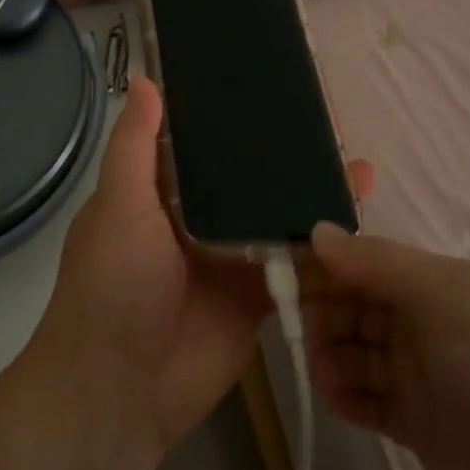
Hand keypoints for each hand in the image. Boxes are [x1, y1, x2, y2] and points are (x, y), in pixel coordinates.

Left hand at [32, 77, 373, 464]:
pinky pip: (294, 263)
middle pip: (248, 175)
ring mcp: (231, 256)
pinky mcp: (258, 296)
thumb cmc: (112, 284)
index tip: (271, 82)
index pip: (203, 140)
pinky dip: (322, 244)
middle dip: (284, 150)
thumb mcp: (118, 205)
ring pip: (277, 214)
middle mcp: (198, 217)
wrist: (120, 390)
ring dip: (310, 191)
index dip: (234, 113)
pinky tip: (356, 219)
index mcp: (160, 190)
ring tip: (355, 158)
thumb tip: (144, 78)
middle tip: (330, 117)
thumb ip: (135, 146)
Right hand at [304, 226, 469, 469]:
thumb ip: (379, 264)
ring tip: (326, 375)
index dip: (329, 263)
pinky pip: (367, 397)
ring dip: (332, 356)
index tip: (282, 269)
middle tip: (302, 330)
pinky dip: (347, 395)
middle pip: (359, 304)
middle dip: (325, 311)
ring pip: (358, 350)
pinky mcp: (418, 423)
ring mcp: (425, 375)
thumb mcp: (447, 300)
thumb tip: (316, 230)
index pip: (371, 261)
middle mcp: (432, 323)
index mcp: (444, 284)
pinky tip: (337, 400)